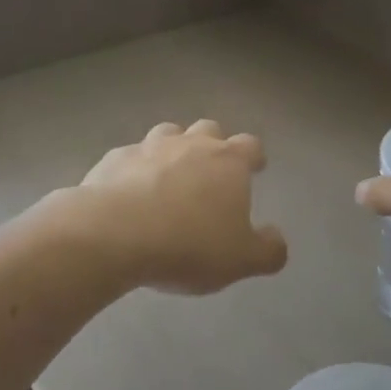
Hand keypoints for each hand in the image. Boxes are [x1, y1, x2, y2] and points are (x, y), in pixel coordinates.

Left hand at [66, 120, 287, 294]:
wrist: (113, 234)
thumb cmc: (188, 244)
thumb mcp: (241, 259)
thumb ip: (268, 250)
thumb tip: (277, 240)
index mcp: (228, 161)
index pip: (250, 145)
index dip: (254, 156)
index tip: (256, 167)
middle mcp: (191, 144)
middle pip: (208, 129)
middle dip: (213, 145)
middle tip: (211, 171)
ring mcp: (149, 147)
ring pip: (167, 134)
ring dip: (173, 150)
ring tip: (170, 176)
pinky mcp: (113, 159)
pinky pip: (130, 157)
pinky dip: (135, 169)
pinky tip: (129, 193)